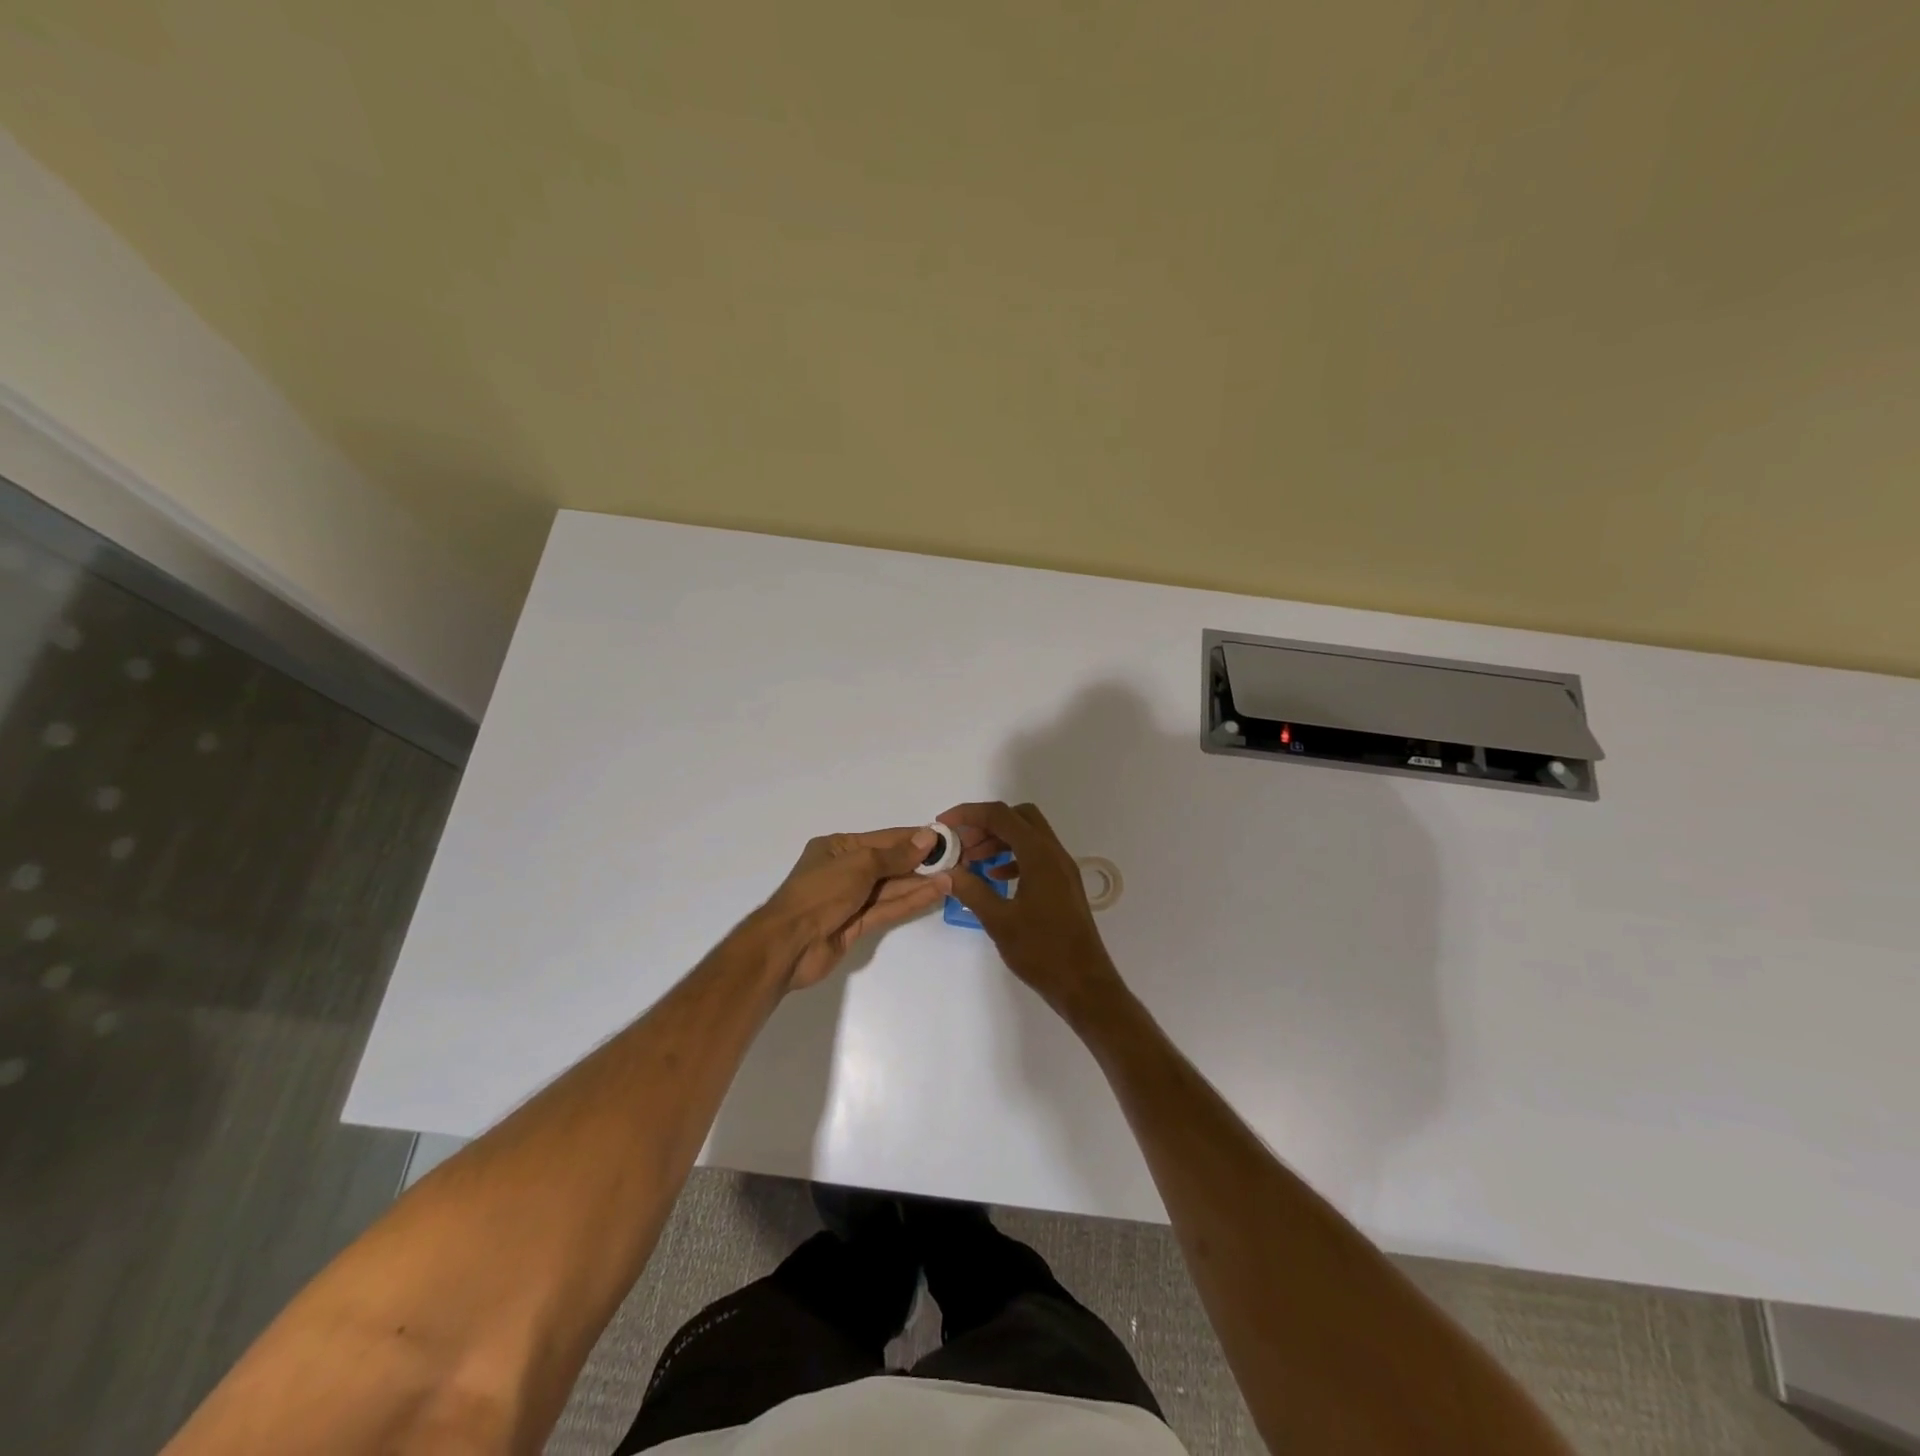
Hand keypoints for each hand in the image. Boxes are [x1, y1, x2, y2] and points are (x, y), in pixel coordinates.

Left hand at [754, 827, 949, 989]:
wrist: (788, 944)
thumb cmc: (820, 892)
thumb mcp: (859, 865)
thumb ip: (895, 855)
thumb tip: (927, 837)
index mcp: (838, 848)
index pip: (884, 839)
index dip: (914, 838)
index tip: (944, 837)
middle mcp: (845, 870)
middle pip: (890, 863)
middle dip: (921, 861)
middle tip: (957, 858)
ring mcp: (851, 900)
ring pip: (892, 888)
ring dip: (921, 881)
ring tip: (954, 874)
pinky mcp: (857, 925)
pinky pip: (889, 909)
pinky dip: (912, 901)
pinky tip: (937, 892)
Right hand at [938, 801, 1128, 1028]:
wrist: (1084, 984)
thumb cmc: (1042, 951)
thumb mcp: (999, 921)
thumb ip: (971, 890)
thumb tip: (947, 871)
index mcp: (1039, 855)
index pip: (1001, 815)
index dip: (969, 814)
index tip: (944, 824)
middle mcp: (1054, 854)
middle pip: (1018, 817)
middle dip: (986, 824)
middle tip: (962, 843)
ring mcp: (1062, 869)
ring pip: (1028, 836)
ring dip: (999, 840)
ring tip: (971, 861)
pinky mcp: (1063, 885)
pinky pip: (1036, 856)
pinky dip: (1012, 858)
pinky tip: (995, 878)